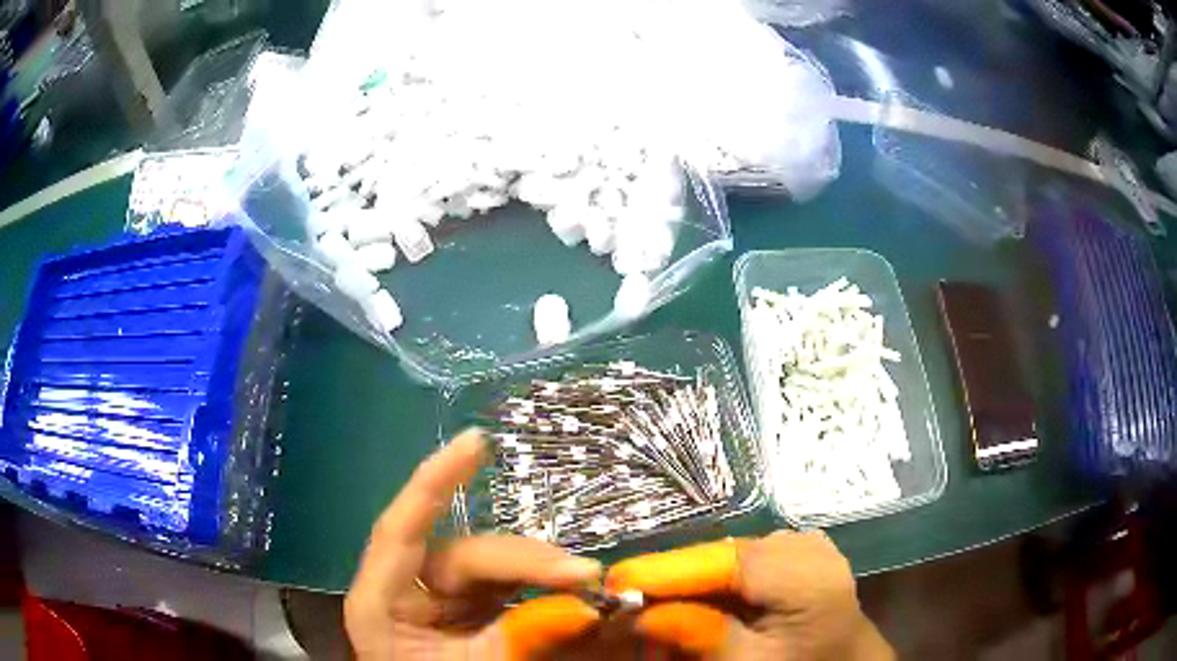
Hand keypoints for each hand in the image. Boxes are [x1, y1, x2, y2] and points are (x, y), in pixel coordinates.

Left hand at [345, 430, 603, 659]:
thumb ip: (526, 636)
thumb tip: (587, 602)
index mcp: (381, 603)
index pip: (400, 530)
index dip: (434, 482)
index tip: (476, 442)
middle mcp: (406, 589)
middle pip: (462, 554)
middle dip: (524, 560)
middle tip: (584, 574)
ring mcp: (437, 597)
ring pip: (489, 565)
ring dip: (536, 569)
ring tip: (582, 579)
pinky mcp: (465, 606)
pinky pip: (502, 583)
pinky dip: (535, 582)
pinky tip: (565, 582)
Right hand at [606, 531, 894, 659]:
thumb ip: (701, 635)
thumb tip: (640, 611)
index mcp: (805, 572)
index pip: (722, 558)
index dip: (665, 569)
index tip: (613, 583)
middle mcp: (803, 544)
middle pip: (719, 554)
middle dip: (671, 581)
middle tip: (627, 606)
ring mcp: (801, 542)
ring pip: (725, 556)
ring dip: (688, 583)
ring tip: (656, 609)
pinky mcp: (795, 549)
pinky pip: (741, 560)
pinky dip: (712, 581)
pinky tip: (696, 603)